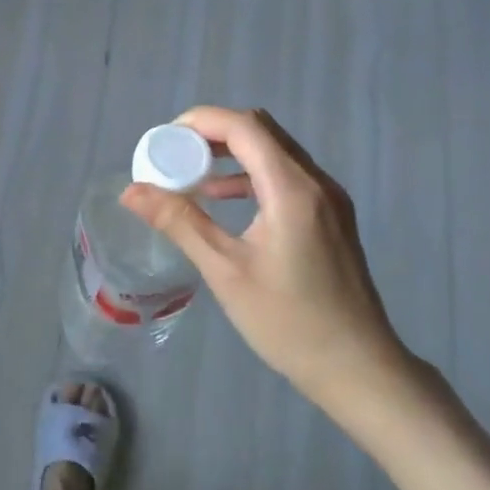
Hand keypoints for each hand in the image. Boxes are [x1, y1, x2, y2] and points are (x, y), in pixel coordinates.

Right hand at [122, 106, 444, 437]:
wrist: (357, 368)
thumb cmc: (288, 322)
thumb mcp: (225, 271)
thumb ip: (180, 223)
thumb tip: (132, 191)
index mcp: (292, 190)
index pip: (245, 127)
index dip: (200, 122)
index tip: (163, 140)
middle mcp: (316, 183)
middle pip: (262, 131)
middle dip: (213, 134)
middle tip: (173, 155)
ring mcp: (329, 199)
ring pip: (275, 152)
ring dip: (232, 153)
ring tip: (190, 175)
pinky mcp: (331, 217)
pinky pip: (286, 176)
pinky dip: (251, 175)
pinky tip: (223, 200)